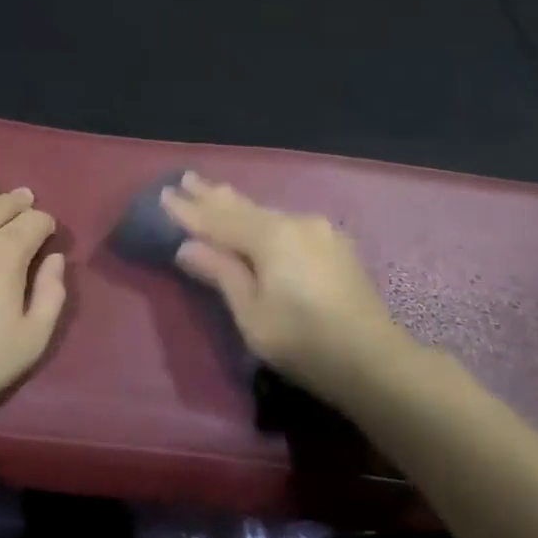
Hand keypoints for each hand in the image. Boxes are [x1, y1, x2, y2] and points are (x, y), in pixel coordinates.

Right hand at [161, 172, 407, 402]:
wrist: (374, 360)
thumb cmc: (304, 341)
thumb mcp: (252, 314)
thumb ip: (221, 274)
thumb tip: (188, 247)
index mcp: (271, 237)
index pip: (218, 219)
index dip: (189, 210)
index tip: (163, 194)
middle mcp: (295, 222)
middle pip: (243, 207)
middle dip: (211, 195)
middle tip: (186, 178)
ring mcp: (319, 231)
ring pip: (266, 212)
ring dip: (237, 205)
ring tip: (213, 191)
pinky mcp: (334, 244)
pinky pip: (286, 223)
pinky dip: (261, 218)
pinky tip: (256, 217)